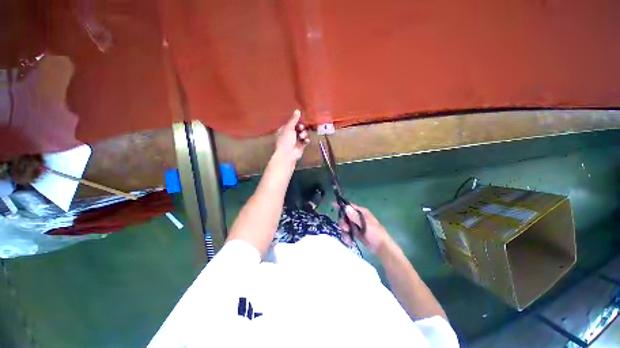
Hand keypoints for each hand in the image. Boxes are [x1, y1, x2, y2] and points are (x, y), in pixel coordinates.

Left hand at [274, 110, 308, 161]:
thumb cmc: (286, 140)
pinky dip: (306, 140)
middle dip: (301, 128)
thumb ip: (294, 119)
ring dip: (304, 134)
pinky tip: (306, 141)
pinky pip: (305, 141)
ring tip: (302, 137)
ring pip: (302, 134)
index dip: (296, 122)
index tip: (300, 121)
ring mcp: (295, 141)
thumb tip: (297, 110)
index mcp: (284, 130)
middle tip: (301, 128)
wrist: (288, 154)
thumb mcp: (289, 127)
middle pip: (298, 128)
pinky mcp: (300, 146)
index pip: (291, 123)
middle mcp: (289, 135)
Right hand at [337, 203, 392, 252]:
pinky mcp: (355, 232)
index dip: (341, 205)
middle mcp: (357, 217)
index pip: (349, 206)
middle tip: (346, 229)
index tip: (332, 205)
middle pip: (345, 216)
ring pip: (345, 224)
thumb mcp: (365, 224)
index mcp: (361, 212)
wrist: (381, 248)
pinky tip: (349, 241)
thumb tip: (345, 207)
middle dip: (343, 223)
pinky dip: (346, 236)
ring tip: (348, 238)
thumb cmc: (375, 233)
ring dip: (344, 231)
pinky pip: (347, 232)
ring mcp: (356, 225)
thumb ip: (355, 216)